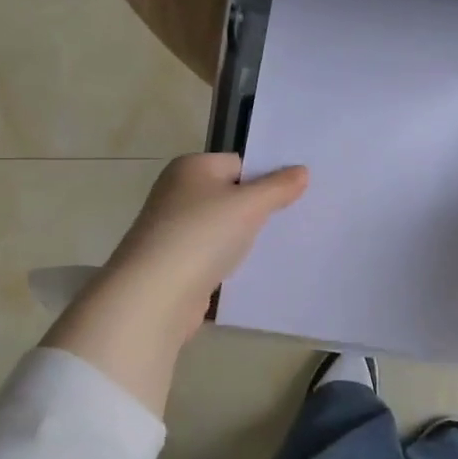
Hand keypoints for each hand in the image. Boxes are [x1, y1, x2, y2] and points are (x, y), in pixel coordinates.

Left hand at [42, 155, 308, 411]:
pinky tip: (249, 271)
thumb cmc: (202, 235)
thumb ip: (278, 187)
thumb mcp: (249, 205)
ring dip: (243, 238)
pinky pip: (211, 254)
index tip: (294, 197)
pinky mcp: (174, 262)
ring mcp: (172, 228)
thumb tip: (302, 171)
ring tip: (277, 247)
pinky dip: (228, 261)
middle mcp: (177, 192)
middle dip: (257, 209)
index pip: (239, 163)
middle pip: (229, 194)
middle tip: (292, 221)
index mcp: (191, 167)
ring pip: (221, 227)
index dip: (266, 178)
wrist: (155, 294)